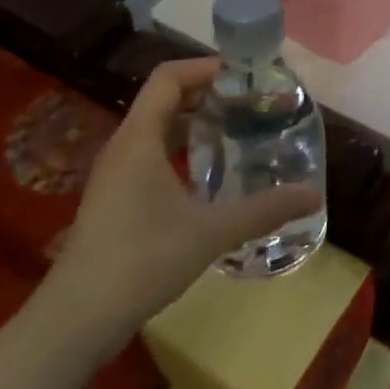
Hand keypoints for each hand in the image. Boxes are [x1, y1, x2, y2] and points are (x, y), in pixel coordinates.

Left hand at [37, 58, 323, 358]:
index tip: (247, 76)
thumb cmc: (141, 260)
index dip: (207, 67)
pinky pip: (152, 157)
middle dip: (209, 94)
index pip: (169, 77)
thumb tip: (313, 195)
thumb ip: (264, 209)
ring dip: (196, 124)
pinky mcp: (115, 202)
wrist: (76, 321)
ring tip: (239, 133)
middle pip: (165, 100)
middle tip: (252, 104)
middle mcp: (124, 147)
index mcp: (139, 138)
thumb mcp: (211, 232)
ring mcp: (116, 176)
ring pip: (158, 130)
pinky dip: (183, 152)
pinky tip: (211, 178)